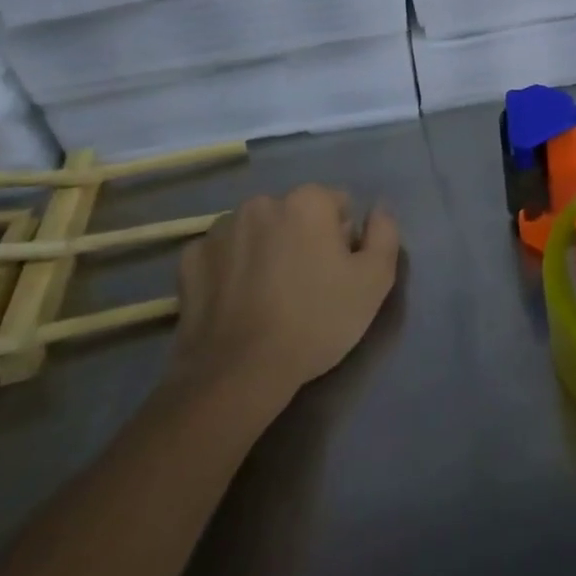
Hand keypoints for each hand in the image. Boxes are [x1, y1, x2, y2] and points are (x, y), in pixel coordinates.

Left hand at [166, 186, 399, 422]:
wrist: (237, 375)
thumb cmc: (315, 321)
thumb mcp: (375, 281)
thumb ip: (385, 233)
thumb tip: (379, 209)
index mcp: (307, 201)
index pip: (338, 204)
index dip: (343, 239)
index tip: (337, 273)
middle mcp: (262, 203)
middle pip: (295, 214)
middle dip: (302, 239)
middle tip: (305, 287)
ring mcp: (220, 230)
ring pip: (257, 231)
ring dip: (266, 250)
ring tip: (267, 297)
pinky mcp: (190, 260)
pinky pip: (221, 254)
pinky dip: (230, 269)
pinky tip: (236, 302)